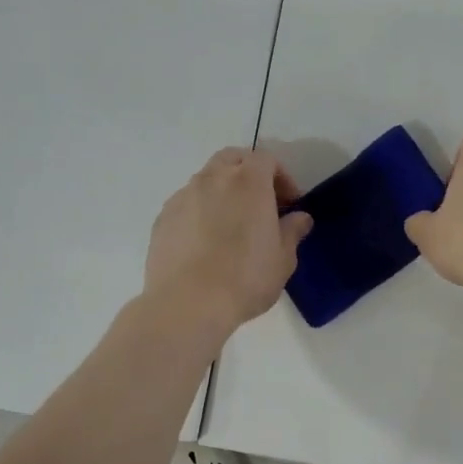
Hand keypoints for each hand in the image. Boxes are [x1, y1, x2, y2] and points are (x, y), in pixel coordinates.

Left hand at [145, 148, 311, 334]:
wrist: (186, 304)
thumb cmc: (245, 278)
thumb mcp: (283, 259)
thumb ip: (292, 231)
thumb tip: (299, 217)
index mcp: (248, 181)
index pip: (267, 160)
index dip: (282, 177)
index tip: (289, 204)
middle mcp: (213, 178)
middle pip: (232, 159)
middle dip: (249, 173)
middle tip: (260, 203)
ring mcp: (183, 196)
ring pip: (206, 180)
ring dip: (222, 191)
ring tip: (230, 225)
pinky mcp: (163, 218)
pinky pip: (187, 203)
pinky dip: (200, 211)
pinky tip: (205, 242)